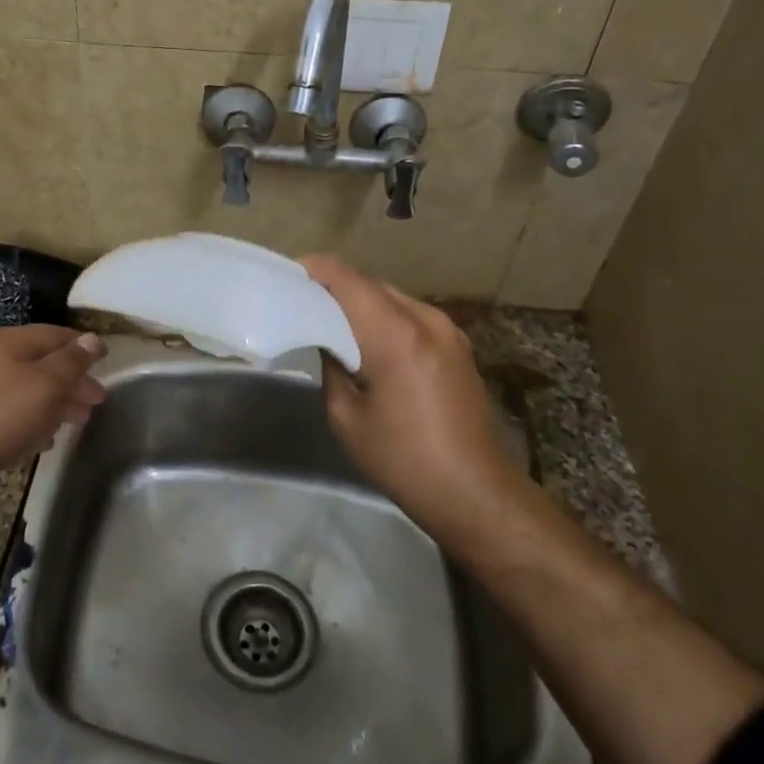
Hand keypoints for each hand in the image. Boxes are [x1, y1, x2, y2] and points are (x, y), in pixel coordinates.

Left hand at [0, 325, 106, 490]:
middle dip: (74, 380)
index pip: (59, 335)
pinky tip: (48, 438)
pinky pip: (17, 411)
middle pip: (47, 362)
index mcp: (14, 341)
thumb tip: (92, 339)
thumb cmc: (3, 413)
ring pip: (33, 388)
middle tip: (97, 400)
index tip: (108, 360)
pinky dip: (37, 419)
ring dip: (59, 402)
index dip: (85, 346)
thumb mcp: (47, 383)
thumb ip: (73, 361)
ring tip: (80, 420)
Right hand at [300, 255, 528, 547]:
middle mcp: (426, 319)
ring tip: (331, 325)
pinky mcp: (457, 344)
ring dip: (359, 304)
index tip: (286, 278)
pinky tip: (368, 343)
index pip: (346, 278)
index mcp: (396, 336)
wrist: (476, 493)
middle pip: (369, 283)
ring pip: (390, 297)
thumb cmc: (403, 460)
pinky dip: (383, 318)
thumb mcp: (346, 417)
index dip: (313, 270)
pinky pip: (410, 315)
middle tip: (301, 306)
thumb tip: (326, 338)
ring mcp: (448, 329)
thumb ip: (331, 365)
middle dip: (333, 288)